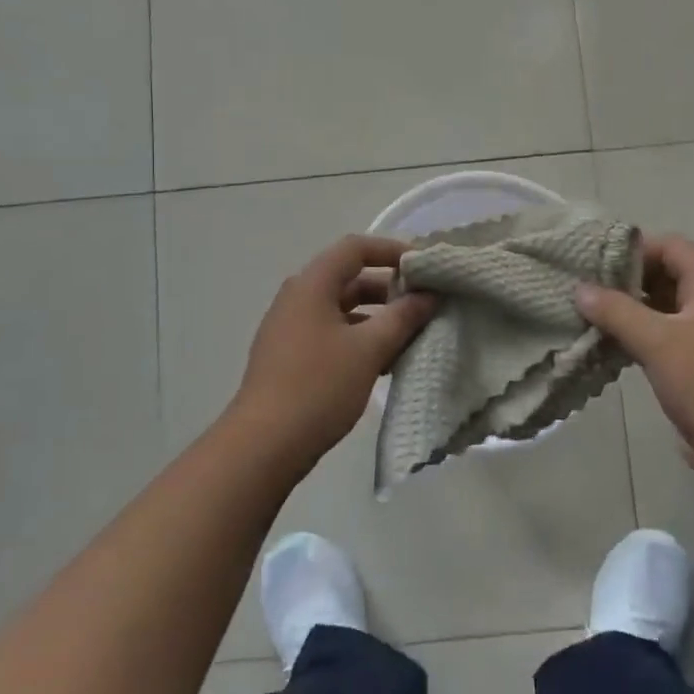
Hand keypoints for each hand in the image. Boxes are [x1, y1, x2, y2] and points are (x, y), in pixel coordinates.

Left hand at [227, 235, 437, 471]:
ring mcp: (291, 328)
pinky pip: (332, 333)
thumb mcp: (369, 348)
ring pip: (343, 309)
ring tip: (412, 335)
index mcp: (312, 285)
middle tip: (425, 303)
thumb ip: (403, 316)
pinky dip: (360, 339)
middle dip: (390, 288)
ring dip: (378, 317)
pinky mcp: (291, 357)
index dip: (392, 250)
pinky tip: (385, 362)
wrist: (264, 445)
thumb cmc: (319, 386)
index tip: (424, 267)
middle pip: (349, 278)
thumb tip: (429, 295)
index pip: (355, 248)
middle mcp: (298, 298)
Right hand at [574, 235, 693, 474]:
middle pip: (664, 275)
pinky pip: (659, 336)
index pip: (673, 247)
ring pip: (659, 308)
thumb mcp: (658, 341)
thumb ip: (617, 311)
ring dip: (627, 309)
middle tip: (586, 287)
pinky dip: (634, 334)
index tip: (598, 261)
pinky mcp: (693, 363)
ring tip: (587, 314)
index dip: (638, 248)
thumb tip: (580, 289)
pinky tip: (605, 344)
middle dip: (626, 279)